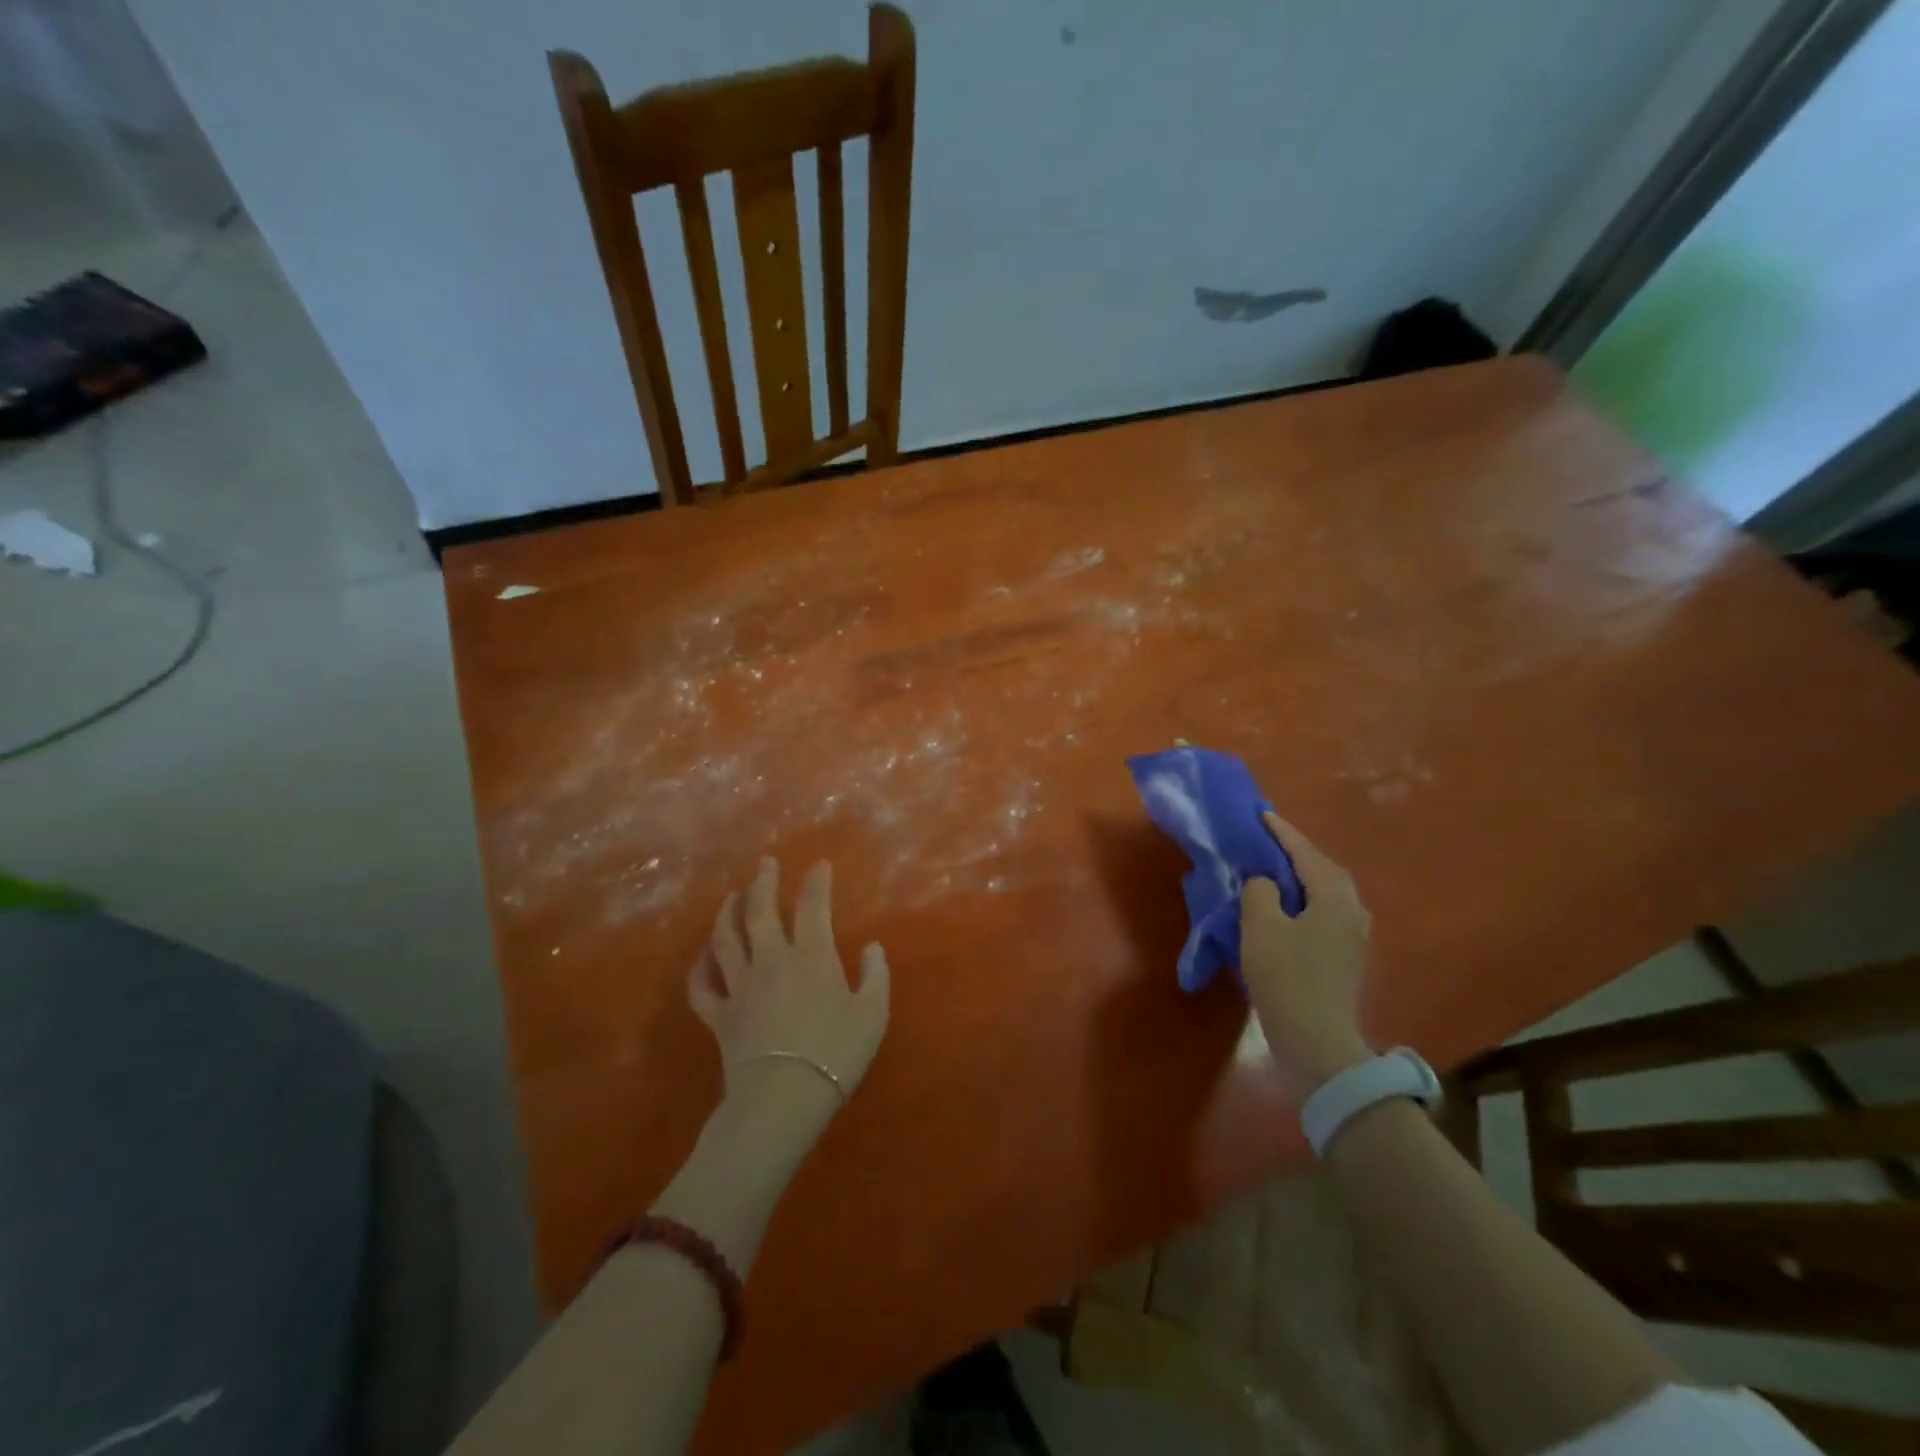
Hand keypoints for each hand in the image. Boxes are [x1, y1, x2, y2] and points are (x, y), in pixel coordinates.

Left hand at [688, 858, 890, 1109]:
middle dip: (763, 882)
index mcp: (812, 956)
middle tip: (764, 864)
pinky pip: (702, 985)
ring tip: (732, 896)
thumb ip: (875, 976)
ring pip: (726, 938)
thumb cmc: (835, 1053)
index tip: (819, 865)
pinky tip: (704, 956)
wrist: (783, 1097)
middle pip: (760, 911)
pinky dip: (700, 967)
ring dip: (727, 912)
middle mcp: (772, 960)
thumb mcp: (872, 1014)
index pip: (813, 906)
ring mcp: (740, 985)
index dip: (816, 882)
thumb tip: (872, 947)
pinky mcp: (719, 1014)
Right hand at [1240, 812, 1372, 1096]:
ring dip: (1300, 878)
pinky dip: (1303, 900)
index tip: (1261, 814)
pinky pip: (1323, 912)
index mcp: (1334, 897)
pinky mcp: (1345, 957)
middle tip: (1266, 842)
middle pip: (1322, 870)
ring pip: (1325, 892)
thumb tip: (1265, 882)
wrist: (1317, 1042)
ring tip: (1272, 871)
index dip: (1281, 832)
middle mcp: (1352, 910)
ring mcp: (1352, 936)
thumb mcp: (1261, 926)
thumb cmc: (1286, 977)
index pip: (1305, 853)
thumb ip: (1260, 891)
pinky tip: (1284, 907)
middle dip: (1295, 853)